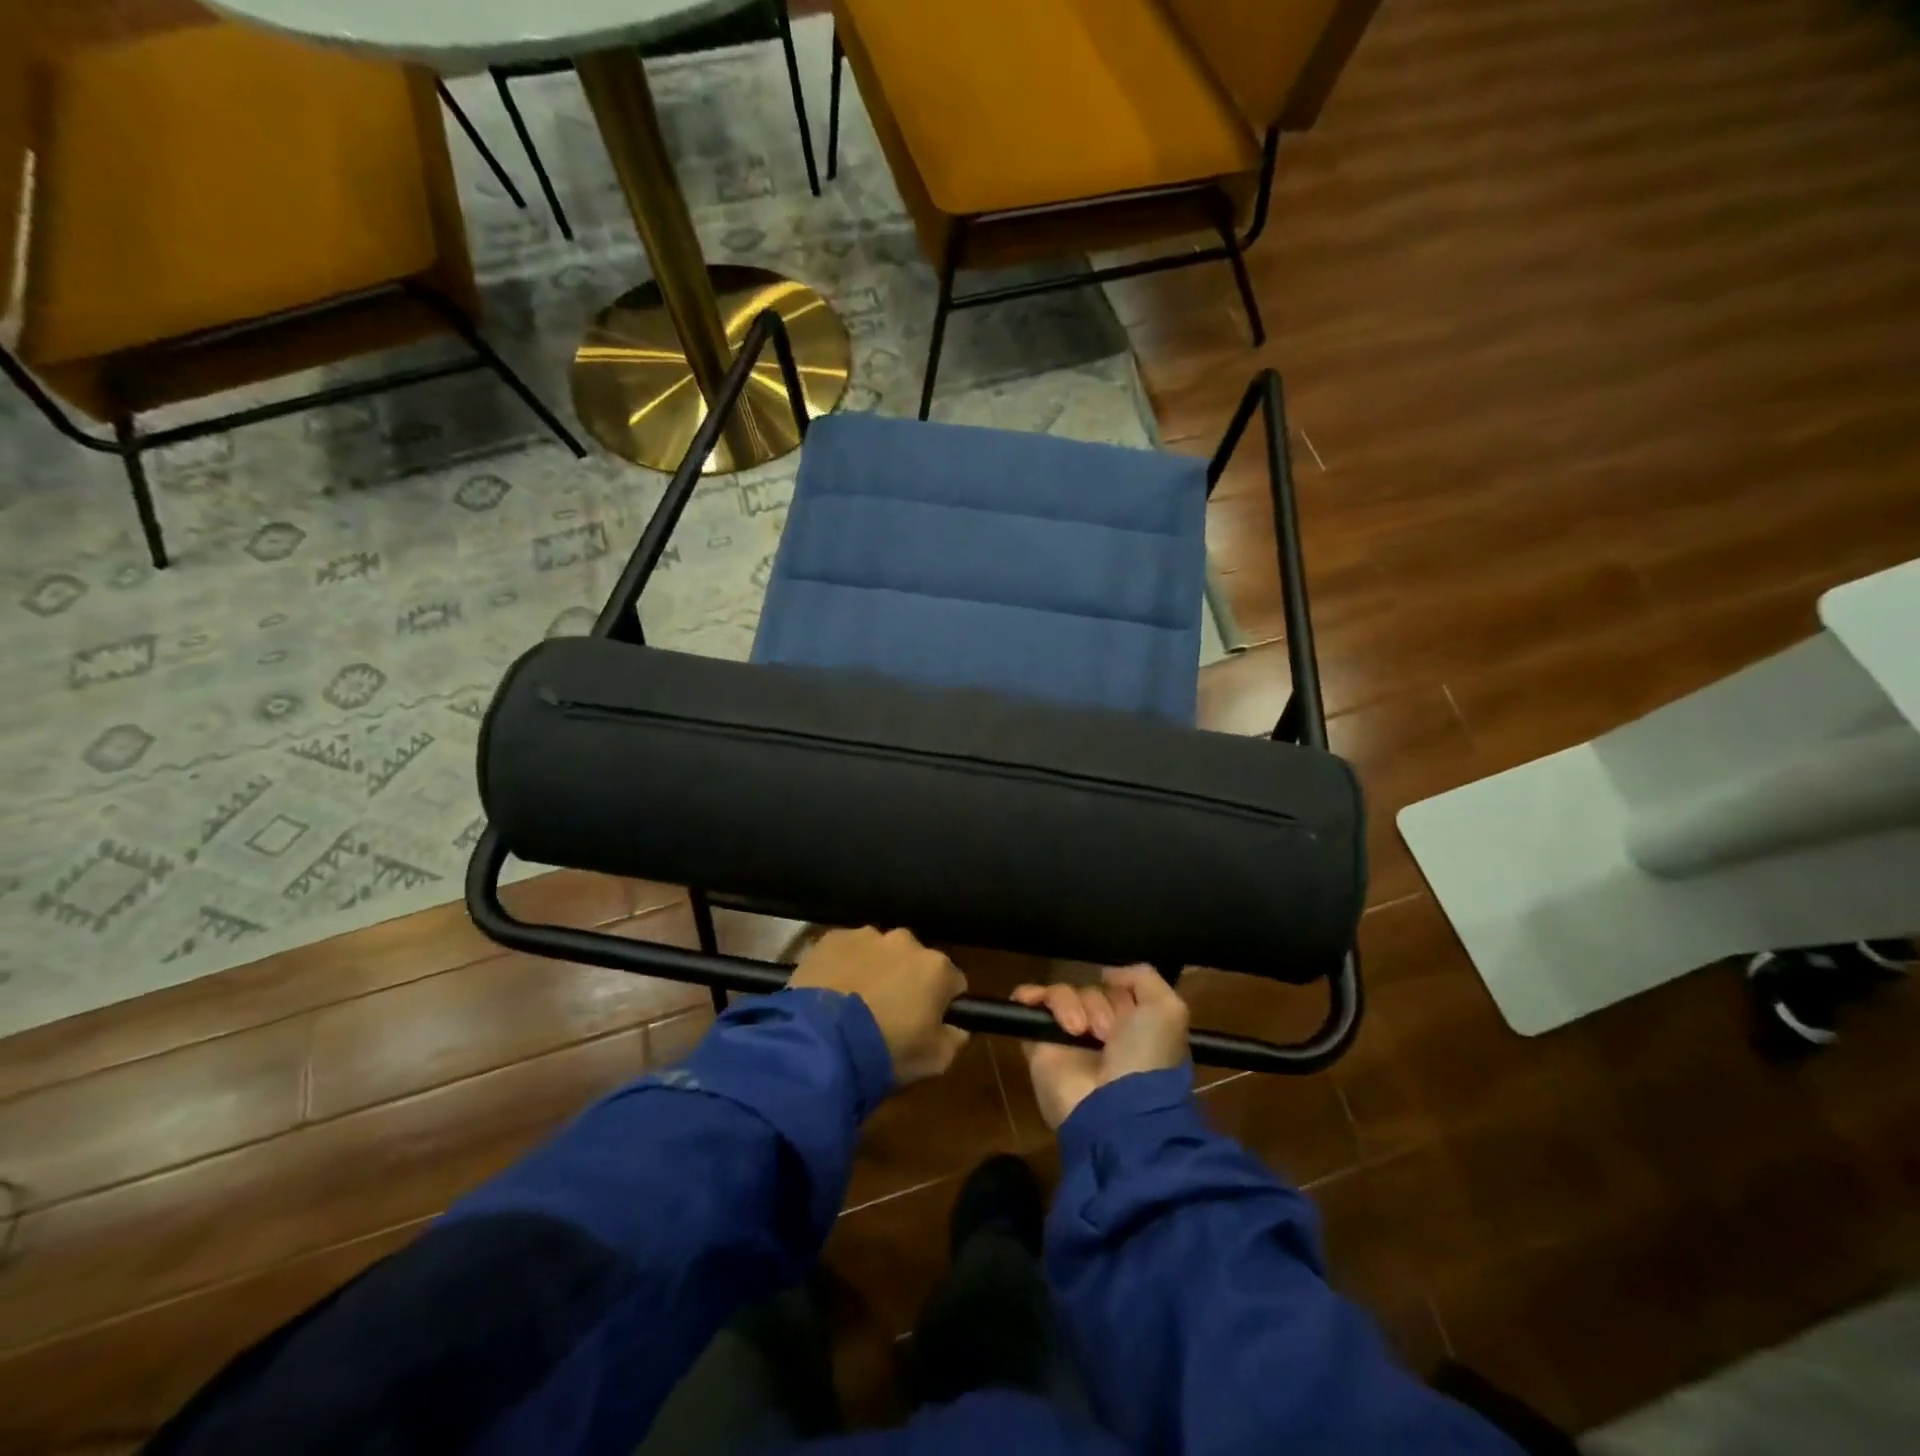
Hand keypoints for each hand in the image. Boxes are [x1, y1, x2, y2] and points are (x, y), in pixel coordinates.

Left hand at [788, 927, 969, 1086]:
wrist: (822, 1043)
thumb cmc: (887, 1051)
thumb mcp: (935, 1060)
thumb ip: (954, 1038)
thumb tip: (957, 1027)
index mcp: (936, 967)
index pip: (952, 981)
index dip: (941, 1002)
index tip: (927, 1021)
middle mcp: (905, 941)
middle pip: (913, 961)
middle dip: (905, 980)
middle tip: (887, 1013)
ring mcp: (866, 936)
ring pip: (878, 952)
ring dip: (873, 970)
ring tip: (853, 1004)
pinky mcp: (831, 939)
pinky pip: (845, 951)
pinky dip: (843, 967)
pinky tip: (831, 993)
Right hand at [1011, 965, 1189, 1128]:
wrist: (1115, 1109)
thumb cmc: (1146, 1057)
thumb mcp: (1167, 1010)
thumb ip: (1144, 978)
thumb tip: (1107, 973)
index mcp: (1131, 1026)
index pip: (1116, 989)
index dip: (1120, 994)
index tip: (1127, 1012)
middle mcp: (1100, 1030)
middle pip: (1088, 990)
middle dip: (1097, 1003)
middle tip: (1105, 1032)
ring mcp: (1067, 1038)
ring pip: (1061, 994)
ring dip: (1070, 1005)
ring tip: (1079, 1031)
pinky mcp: (1039, 1045)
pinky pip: (1027, 1007)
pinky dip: (1028, 996)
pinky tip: (1033, 1000)